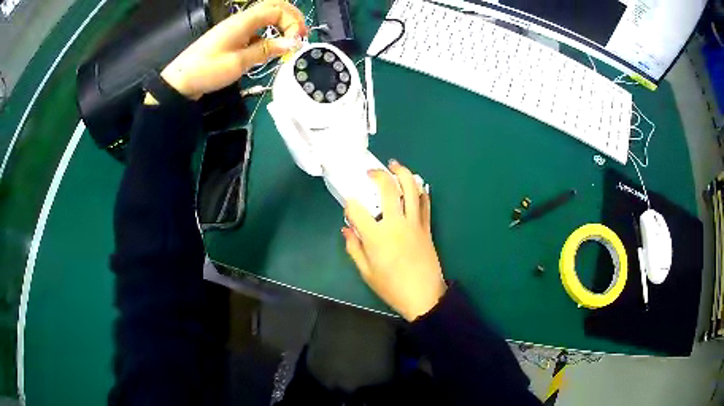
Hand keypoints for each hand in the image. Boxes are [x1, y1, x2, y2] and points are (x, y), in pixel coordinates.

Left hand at [156, 0, 306, 100]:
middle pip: (274, 7)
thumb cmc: (208, 70)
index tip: (297, 41)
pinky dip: (269, 35)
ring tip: (290, 42)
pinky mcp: (233, 37)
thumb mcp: (239, 62)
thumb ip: (266, 50)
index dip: (292, 22)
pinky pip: (256, 30)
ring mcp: (237, 28)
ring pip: (266, 17)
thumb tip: (292, 43)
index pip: (277, 10)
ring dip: (281, 25)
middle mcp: (242, 20)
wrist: (181, 81)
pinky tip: (271, 49)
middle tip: (300, 35)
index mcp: (244, 21)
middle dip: (291, 18)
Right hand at [342, 160, 446, 321]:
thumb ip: (354, 249)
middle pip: (388, 189)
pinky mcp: (427, 226)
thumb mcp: (366, 272)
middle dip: (377, 175)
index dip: (349, 204)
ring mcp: (414, 223)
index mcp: (376, 237)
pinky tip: (414, 184)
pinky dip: (420, 190)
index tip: (348, 205)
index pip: (357, 210)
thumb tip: (346, 230)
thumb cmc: (392, 287)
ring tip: (394, 165)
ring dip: (402, 172)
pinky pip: (425, 202)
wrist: (424, 296)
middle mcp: (395, 224)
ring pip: (410, 189)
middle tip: (371, 172)